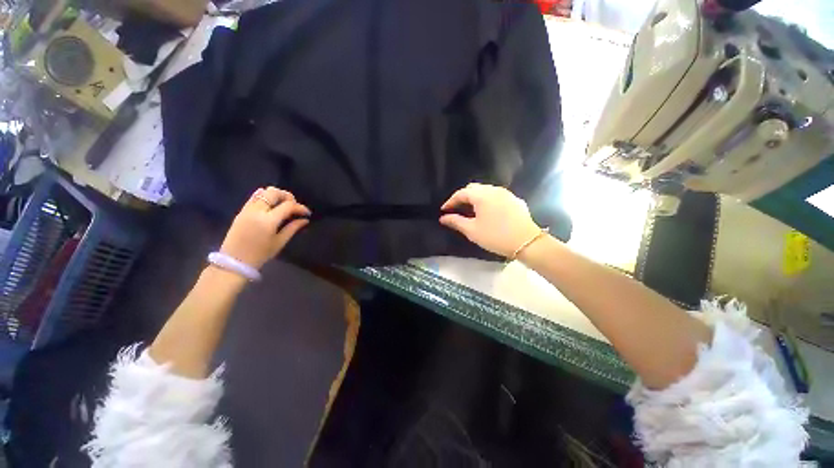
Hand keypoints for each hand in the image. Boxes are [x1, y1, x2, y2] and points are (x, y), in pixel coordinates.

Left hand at [220, 187, 310, 269]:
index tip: (307, 213)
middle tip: (295, 206)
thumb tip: (305, 220)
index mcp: (268, 220)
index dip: (300, 207)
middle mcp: (257, 211)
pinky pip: (254, 197)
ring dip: (276, 195)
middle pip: (274, 192)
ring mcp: (247, 209)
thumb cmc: (260, 254)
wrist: (234, 261)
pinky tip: (271, 205)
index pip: (288, 206)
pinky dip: (265, 196)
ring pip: (263, 191)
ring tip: (283, 205)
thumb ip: (293, 228)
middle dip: (288, 196)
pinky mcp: (242, 211)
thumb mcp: (280, 242)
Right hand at [440, 183, 540, 257]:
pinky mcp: (515, 200)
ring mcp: (506, 193)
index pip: (461, 193)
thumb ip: (456, 221)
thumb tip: (443, 218)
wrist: (527, 242)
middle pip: (473, 188)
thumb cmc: (495, 236)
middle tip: (456, 209)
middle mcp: (494, 190)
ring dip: (475, 198)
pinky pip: (497, 195)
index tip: (444, 210)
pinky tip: (488, 211)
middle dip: (463, 197)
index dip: (451, 201)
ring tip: (470, 210)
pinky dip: (487, 200)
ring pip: (486, 190)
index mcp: (482, 195)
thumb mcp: (472, 230)